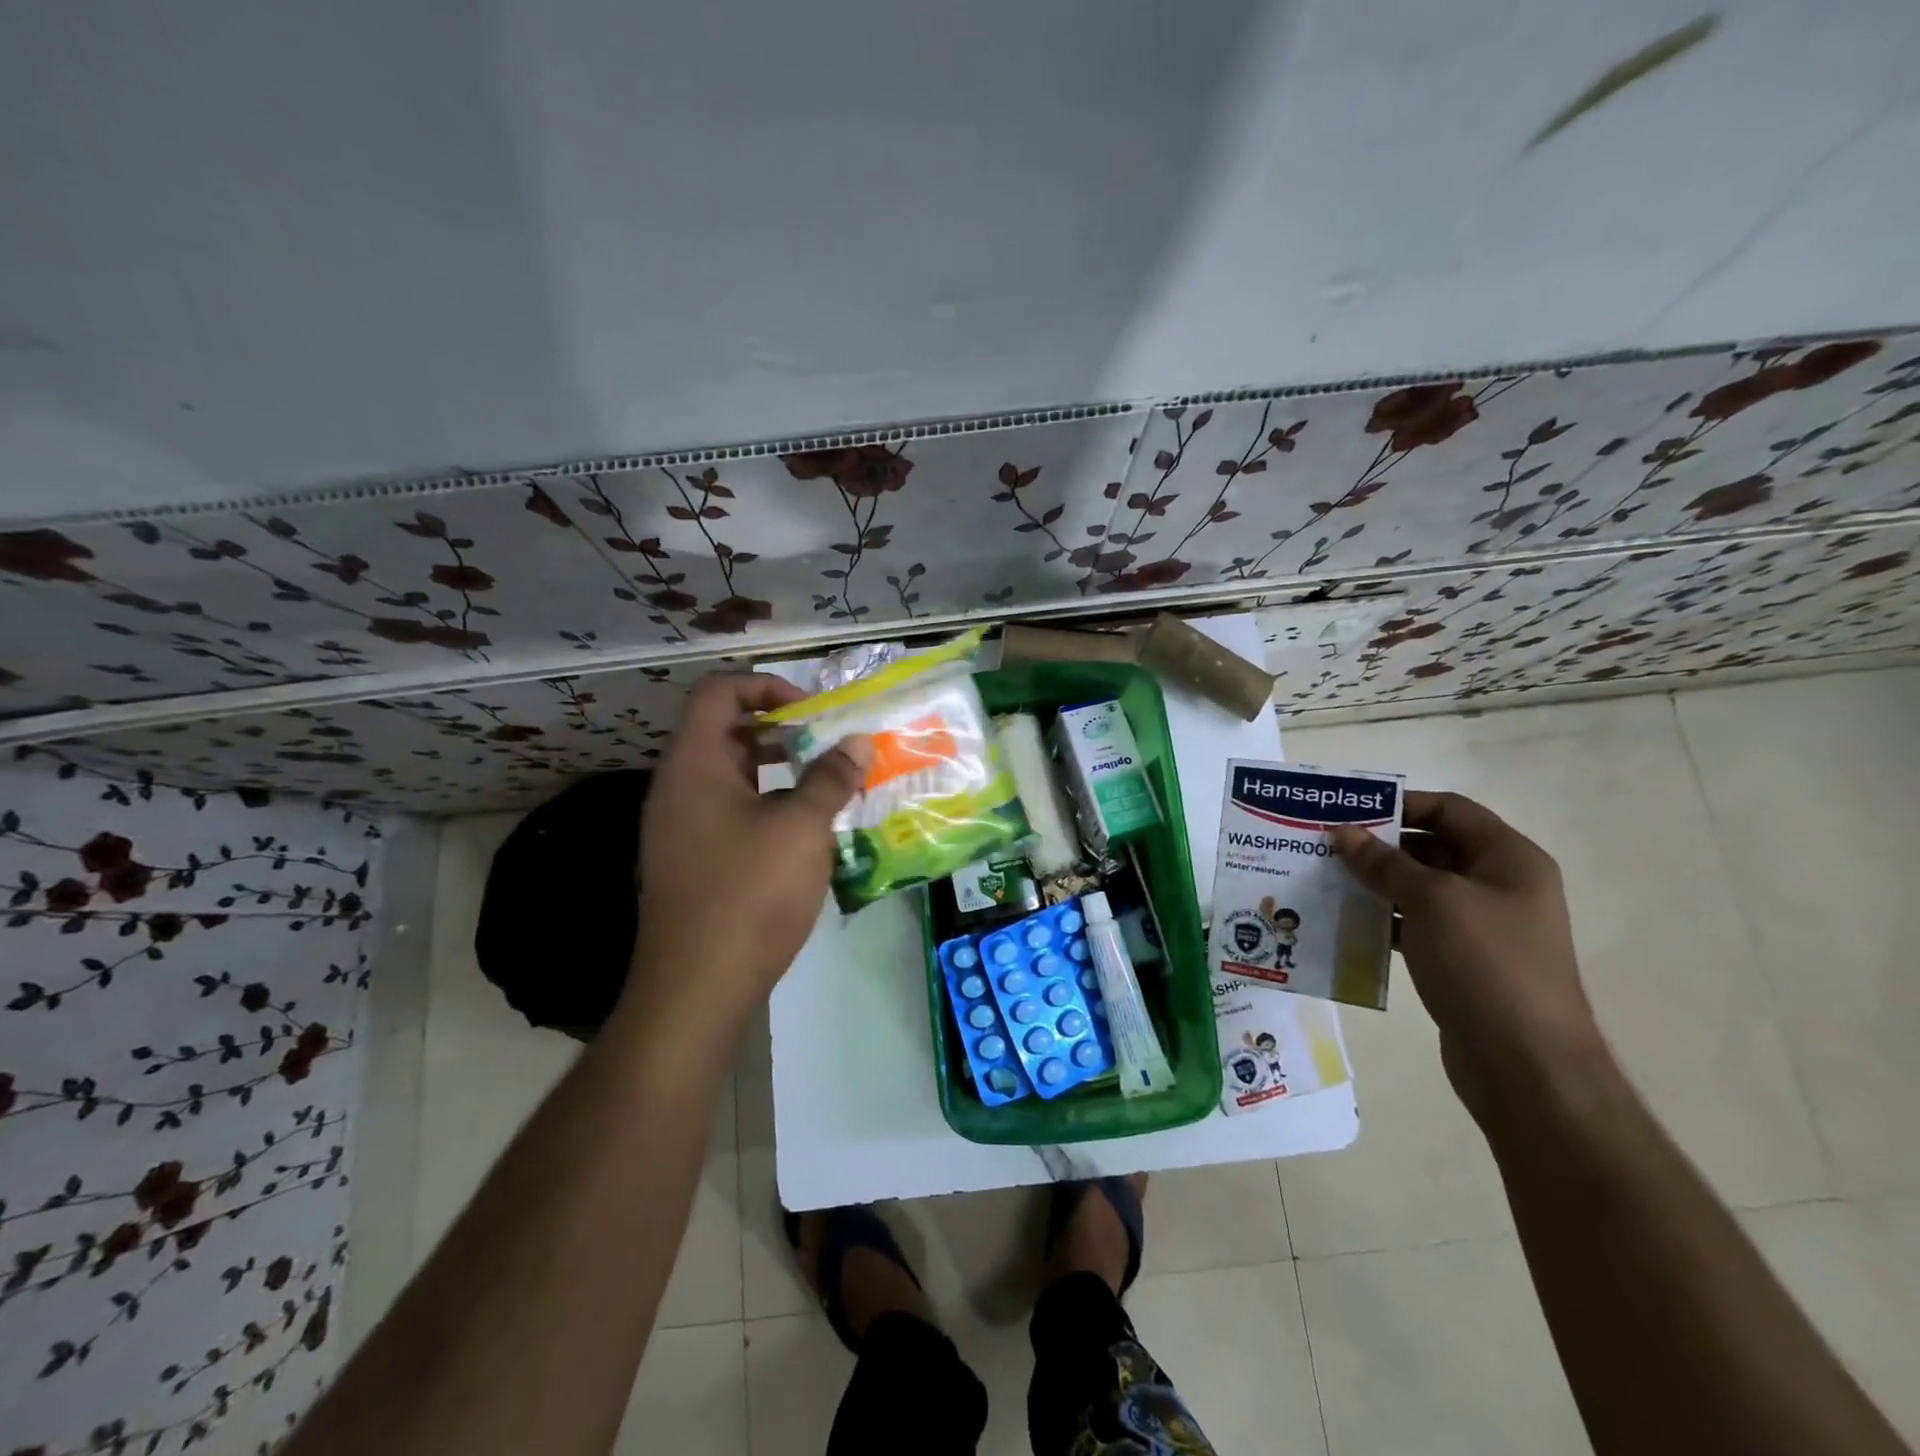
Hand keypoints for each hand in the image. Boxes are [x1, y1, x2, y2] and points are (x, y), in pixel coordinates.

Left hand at [625, 672, 870, 1030]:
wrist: (696, 988)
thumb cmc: (749, 895)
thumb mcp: (801, 829)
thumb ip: (830, 779)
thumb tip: (857, 741)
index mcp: (694, 765)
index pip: (717, 693)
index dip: (765, 686)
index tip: (811, 711)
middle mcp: (679, 787)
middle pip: (725, 731)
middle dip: (781, 730)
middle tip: (829, 744)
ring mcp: (682, 827)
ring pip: (732, 775)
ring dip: (780, 770)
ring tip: (828, 784)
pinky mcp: (693, 860)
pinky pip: (732, 811)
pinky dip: (769, 805)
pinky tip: (807, 830)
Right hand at [1331, 791, 1609, 1119]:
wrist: (1526, 1065)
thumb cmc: (1486, 964)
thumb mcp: (1431, 901)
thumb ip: (1384, 862)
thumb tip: (1343, 832)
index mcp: (1509, 860)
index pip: (1450, 810)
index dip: (1400, 803)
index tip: (1349, 811)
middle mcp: (1499, 886)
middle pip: (1432, 847)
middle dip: (1379, 845)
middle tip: (1325, 845)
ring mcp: (1482, 926)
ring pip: (1418, 888)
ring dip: (1374, 883)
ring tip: (1324, 879)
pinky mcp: (1462, 960)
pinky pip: (1415, 925)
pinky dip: (1381, 919)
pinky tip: (1343, 921)